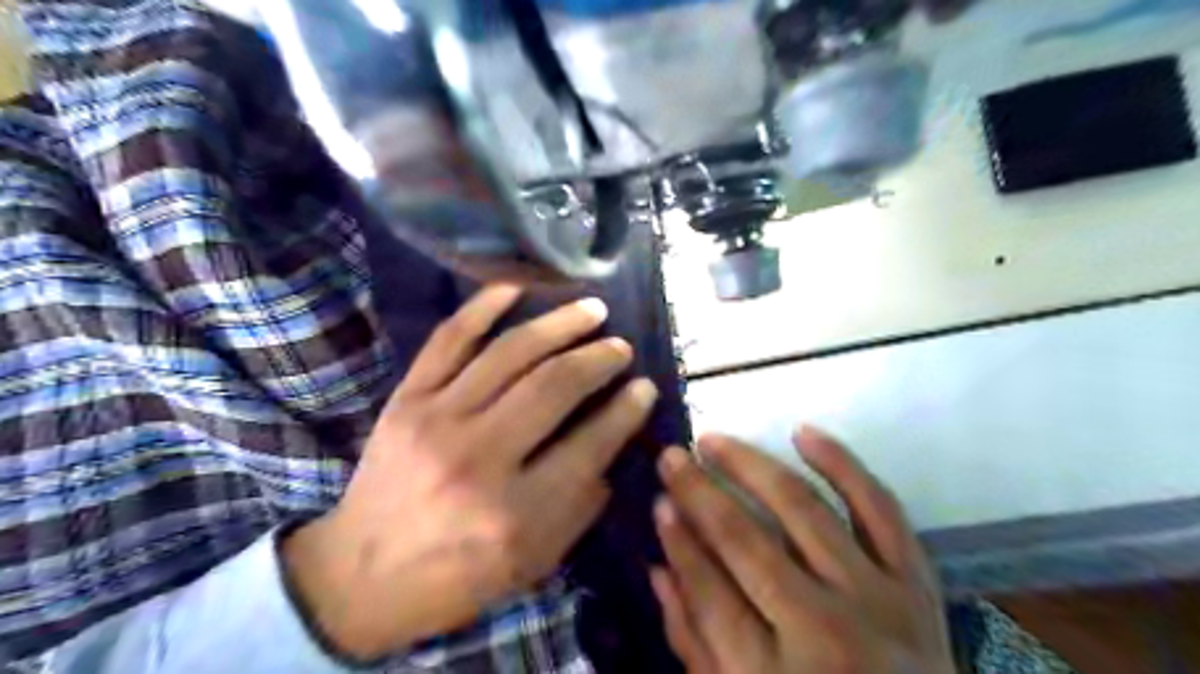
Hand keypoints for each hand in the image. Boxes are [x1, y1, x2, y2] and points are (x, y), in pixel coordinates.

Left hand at [284, 284, 655, 658]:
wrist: (360, 577)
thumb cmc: (456, 577)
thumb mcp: (533, 563)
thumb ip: (581, 506)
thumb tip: (613, 443)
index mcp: (515, 512)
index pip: (590, 443)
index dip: (626, 410)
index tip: (646, 387)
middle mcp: (479, 457)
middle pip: (553, 386)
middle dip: (599, 359)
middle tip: (621, 347)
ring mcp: (437, 419)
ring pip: (510, 353)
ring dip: (559, 324)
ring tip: (592, 310)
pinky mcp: (407, 399)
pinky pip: (448, 340)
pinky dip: (482, 307)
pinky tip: (516, 288)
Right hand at [652, 429, 953, 670]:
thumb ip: (694, 642)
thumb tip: (658, 568)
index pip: (708, 590)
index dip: (678, 540)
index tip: (657, 499)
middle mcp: (825, 630)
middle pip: (746, 541)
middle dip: (699, 492)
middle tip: (671, 456)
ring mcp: (877, 598)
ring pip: (803, 509)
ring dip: (751, 466)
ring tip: (714, 441)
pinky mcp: (916, 579)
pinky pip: (878, 507)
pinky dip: (842, 464)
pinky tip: (803, 432)